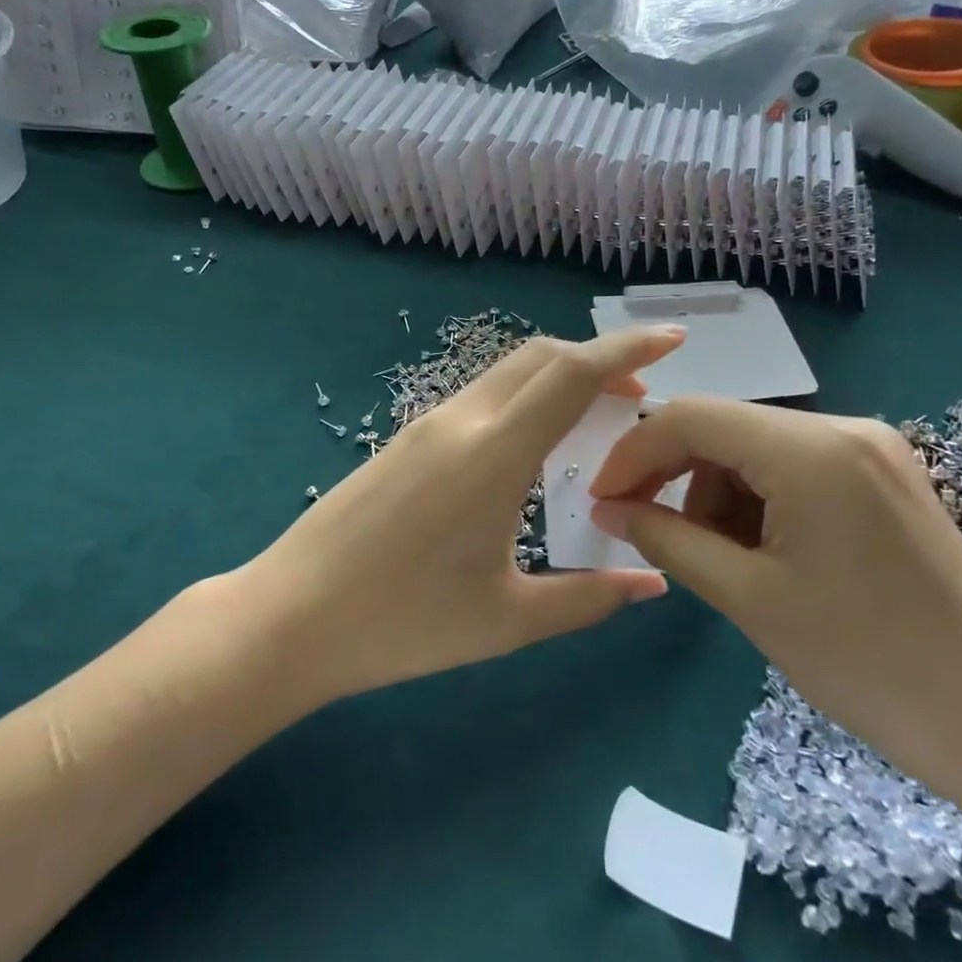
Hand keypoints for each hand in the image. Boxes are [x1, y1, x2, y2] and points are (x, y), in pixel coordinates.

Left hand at [239, 329, 684, 704]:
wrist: (290, 616)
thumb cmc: (403, 623)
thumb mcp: (507, 620)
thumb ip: (588, 598)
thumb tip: (653, 585)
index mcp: (494, 453)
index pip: (572, 374)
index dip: (627, 348)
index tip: (671, 338)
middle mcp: (461, 420)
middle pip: (541, 357)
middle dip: (598, 359)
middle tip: (640, 392)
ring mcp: (426, 424)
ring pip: (507, 373)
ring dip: (558, 377)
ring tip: (596, 415)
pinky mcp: (404, 438)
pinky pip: (479, 396)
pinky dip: (523, 396)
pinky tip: (532, 442)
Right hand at [586, 399, 961, 818]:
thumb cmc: (871, 665)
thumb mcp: (751, 599)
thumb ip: (669, 540)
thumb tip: (608, 510)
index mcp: (810, 449)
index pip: (690, 416)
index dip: (634, 452)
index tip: (602, 500)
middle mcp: (841, 428)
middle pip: (723, 427)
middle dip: (675, 475)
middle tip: (647, 530)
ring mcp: (869, 449)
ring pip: (755, 448)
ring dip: (717, 493)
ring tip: (717, 559)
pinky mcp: (883, 476)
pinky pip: (794, 468)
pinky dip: (758, 501)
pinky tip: (761, 554)